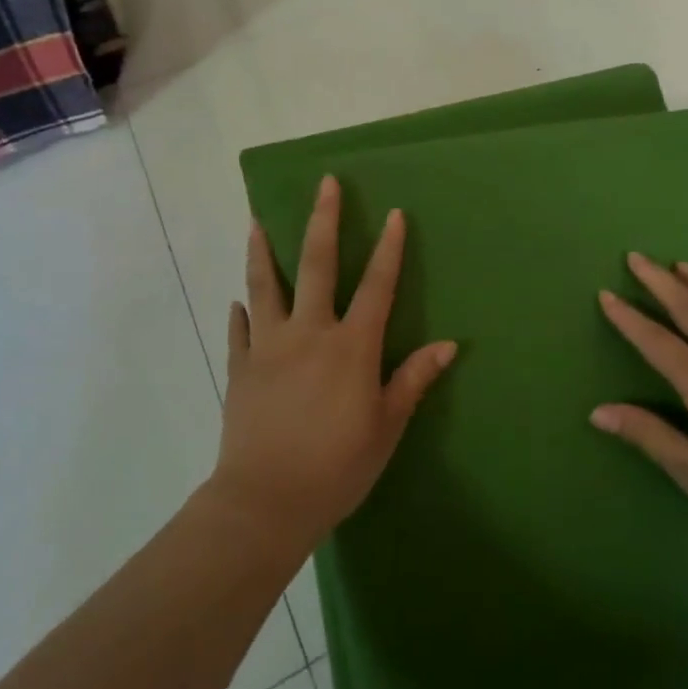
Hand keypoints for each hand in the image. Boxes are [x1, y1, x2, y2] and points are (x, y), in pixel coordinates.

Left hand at [210, 175, 457, 549]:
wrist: (265, 503)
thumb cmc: (337, 467)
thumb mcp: (386, 427)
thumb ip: (413, 380)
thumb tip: (449, 345)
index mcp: (351, 346)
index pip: (377, 286)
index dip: (390, 248)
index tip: (394, 214)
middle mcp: (309, 333)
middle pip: (317, 265)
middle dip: (323, 221)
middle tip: (325, 184)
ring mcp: (269, 347)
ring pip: (265, 286)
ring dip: (262, 251)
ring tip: (256, 222)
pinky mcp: (240, 368)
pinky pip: (239, 331)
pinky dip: (241, 313)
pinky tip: (238, 301)